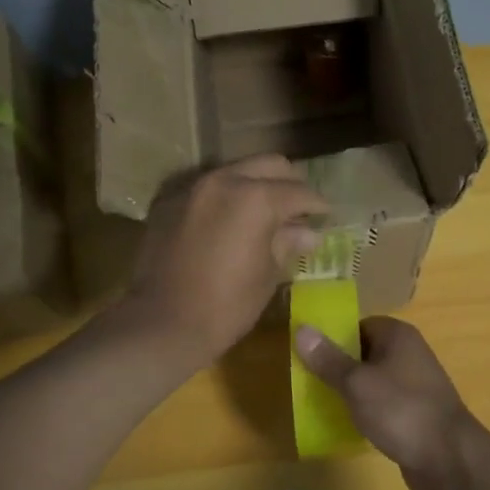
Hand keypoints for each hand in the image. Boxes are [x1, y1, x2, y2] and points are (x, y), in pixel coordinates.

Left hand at [125, 155, 328, 363]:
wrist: (162, 323)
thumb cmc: (227, 305)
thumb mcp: (267, 275)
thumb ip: (287, 243)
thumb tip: (308, 233)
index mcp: (256, 198)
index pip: (299, 191)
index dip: (318, 204)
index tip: (327, 215)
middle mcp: (224, 180)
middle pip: (269, 165)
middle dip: (288, 182)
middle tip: (298, 208)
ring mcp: (193, 187)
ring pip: (236, 171)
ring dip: (255, 185)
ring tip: (265, 213)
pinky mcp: (169, 202)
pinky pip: (207, 188)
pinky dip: (225, 198)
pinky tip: (230, 221)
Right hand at [294, 317, 476, 489]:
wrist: (450, 460)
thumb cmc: (402, 411)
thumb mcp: (358, 384)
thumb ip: (328, 359)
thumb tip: (301, 329)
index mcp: (397, 336)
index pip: (357, 325)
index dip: (332, 337)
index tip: (306, 354)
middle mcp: (408, 354)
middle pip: (363, 353)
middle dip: (336, 367)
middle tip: (305, 381)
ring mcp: (413, 385)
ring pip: (371, 381)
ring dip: (349, 392)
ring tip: (318, 403)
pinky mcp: (413, 414)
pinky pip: (381, 405)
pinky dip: (364, 412)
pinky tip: (344, 425)